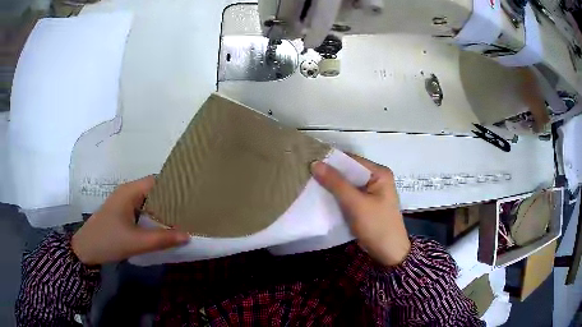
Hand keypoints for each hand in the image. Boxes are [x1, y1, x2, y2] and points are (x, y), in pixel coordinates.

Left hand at [71, 176, 189, 265]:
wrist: (86, 250)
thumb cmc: (108, 241)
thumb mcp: (136, 242)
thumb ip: (162, 239)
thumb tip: (188, 235)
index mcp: (130, 191)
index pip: (157, 180)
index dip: (174, 186)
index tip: (192, 195)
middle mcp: (127, 192)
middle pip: (154, 190)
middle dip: (171, 199)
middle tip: (191, 209)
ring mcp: (124, 203)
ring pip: (148, 201)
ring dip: (163, 209)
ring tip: (182, 218)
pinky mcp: (122, 213)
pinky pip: (142, 210)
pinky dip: (154, 216)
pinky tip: (163, 226)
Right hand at [311, 155, 410, 266]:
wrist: (389, 253)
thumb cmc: (376, 226)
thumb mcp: (355, 204)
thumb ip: (336, 183)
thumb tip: (315, 163)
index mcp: (380, 173)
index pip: (352, 160)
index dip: (331, 160)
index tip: (310, 162)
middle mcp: (377, 178)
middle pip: (350, 171)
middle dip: (330, 173)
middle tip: (306, 173)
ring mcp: (372, 191)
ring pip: (348, 183)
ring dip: (332, 185)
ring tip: (310, 182)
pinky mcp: (366, 203)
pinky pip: (349, 194)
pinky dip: (337, 195)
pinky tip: (322, 195)